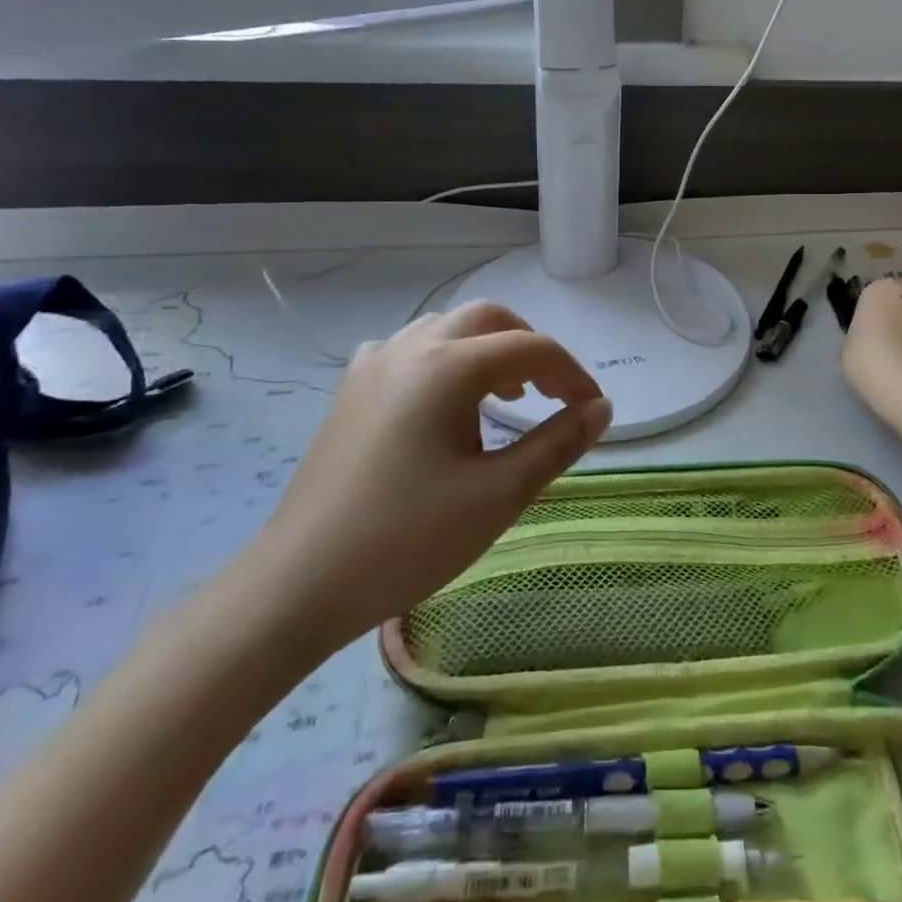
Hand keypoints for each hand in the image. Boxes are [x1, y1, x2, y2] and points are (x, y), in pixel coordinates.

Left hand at [244, 302, 611, 656]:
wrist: (299, 583)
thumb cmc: (408, 540)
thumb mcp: (499, 494)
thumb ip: (558, 443)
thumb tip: (601, 408)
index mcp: (448, 367)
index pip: (531, 349)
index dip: (572, 374)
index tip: (593, 411)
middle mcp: (411, 348)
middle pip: (489, 318)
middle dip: (531, 347)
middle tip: (553, 394)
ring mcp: (374, 364)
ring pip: (448, 328)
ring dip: (488, 349)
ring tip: (506, 397)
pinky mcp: (352, 389)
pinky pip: (411, 349)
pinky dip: (446, 360)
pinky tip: (445, 402)